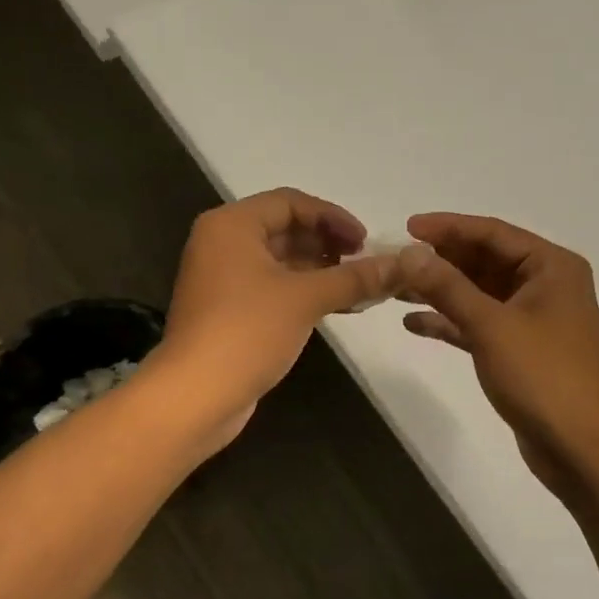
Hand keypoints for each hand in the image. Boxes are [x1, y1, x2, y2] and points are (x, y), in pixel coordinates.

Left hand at [151, 189, 402, 450]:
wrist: (196, 396)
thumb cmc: (247, 332)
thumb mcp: (307, 298)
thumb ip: (355, 277)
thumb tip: (403, 264)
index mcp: (232, 225)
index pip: (290, 202)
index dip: (333, 217)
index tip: (366, 241)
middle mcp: (223, 244)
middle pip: (285, 229)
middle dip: (328, 244)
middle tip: (365, 264)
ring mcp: (224, 279)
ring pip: (281, 261)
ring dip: (321, 270)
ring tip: (359, 287)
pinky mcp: (230, 311)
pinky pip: (274, 288)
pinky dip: (305, 292)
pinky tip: (339, 307)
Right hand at [398, 213, 598, 492]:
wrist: (580, 447)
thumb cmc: (542, 376)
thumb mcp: (491, 325)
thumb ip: (448, 286)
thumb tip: (409, 253)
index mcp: (552, 267)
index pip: (493, 233)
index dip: (448, 228)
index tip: (405, 228)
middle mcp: (546, 286)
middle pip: (486, 261)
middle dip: (441, 261)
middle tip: (394, 260)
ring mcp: (534, 321)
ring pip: (480, 294)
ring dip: (441, 291)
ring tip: (395, 289)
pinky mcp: (521, 352)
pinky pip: (481, 325)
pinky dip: (451, 323)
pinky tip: (414, 323)